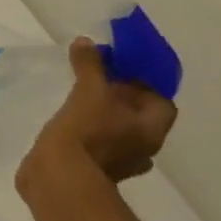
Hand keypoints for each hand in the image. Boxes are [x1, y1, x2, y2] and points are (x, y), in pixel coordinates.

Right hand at [19, 37, 177, 191]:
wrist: (59, 178)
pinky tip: (70, 123)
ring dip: (106, 117)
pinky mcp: (96, 171)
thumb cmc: (86, 133)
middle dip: (123, 99)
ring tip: (81, 100)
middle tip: (99, 80)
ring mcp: (120, 163)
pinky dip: (89, 133)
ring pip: (120, 132)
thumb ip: (90, 66)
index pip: (161, 102)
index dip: (145, 84)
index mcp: (151, 130)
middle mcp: (143, 148)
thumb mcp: (88, 92)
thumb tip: (86, 42)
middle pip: (140, 117)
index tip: (122, 70)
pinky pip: (100, 146)